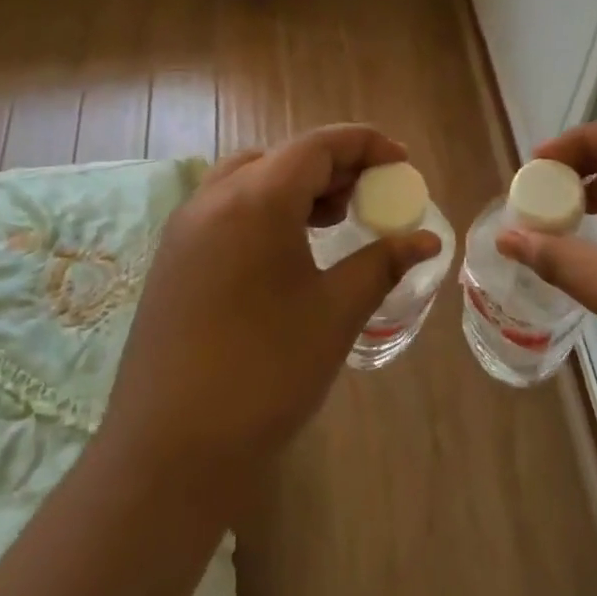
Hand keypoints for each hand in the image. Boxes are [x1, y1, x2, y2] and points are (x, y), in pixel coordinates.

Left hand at [100, 125, 439, 511]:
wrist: (170, 450)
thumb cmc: (265, 373)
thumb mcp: (335, 313)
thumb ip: (381, 263)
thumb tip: (426, 240)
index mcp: (256, 199)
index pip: (318, 146)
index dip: (365, 144)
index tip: (401, 162)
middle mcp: (213, 198)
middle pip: (283, 157)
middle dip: (333, 166)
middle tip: (370, 195)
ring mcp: (185, 228)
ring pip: (249, 179)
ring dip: (295, 186)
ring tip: (333, 220)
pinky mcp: (172, 258)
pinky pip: (225, 208)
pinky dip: (263, 208)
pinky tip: (286, 251)